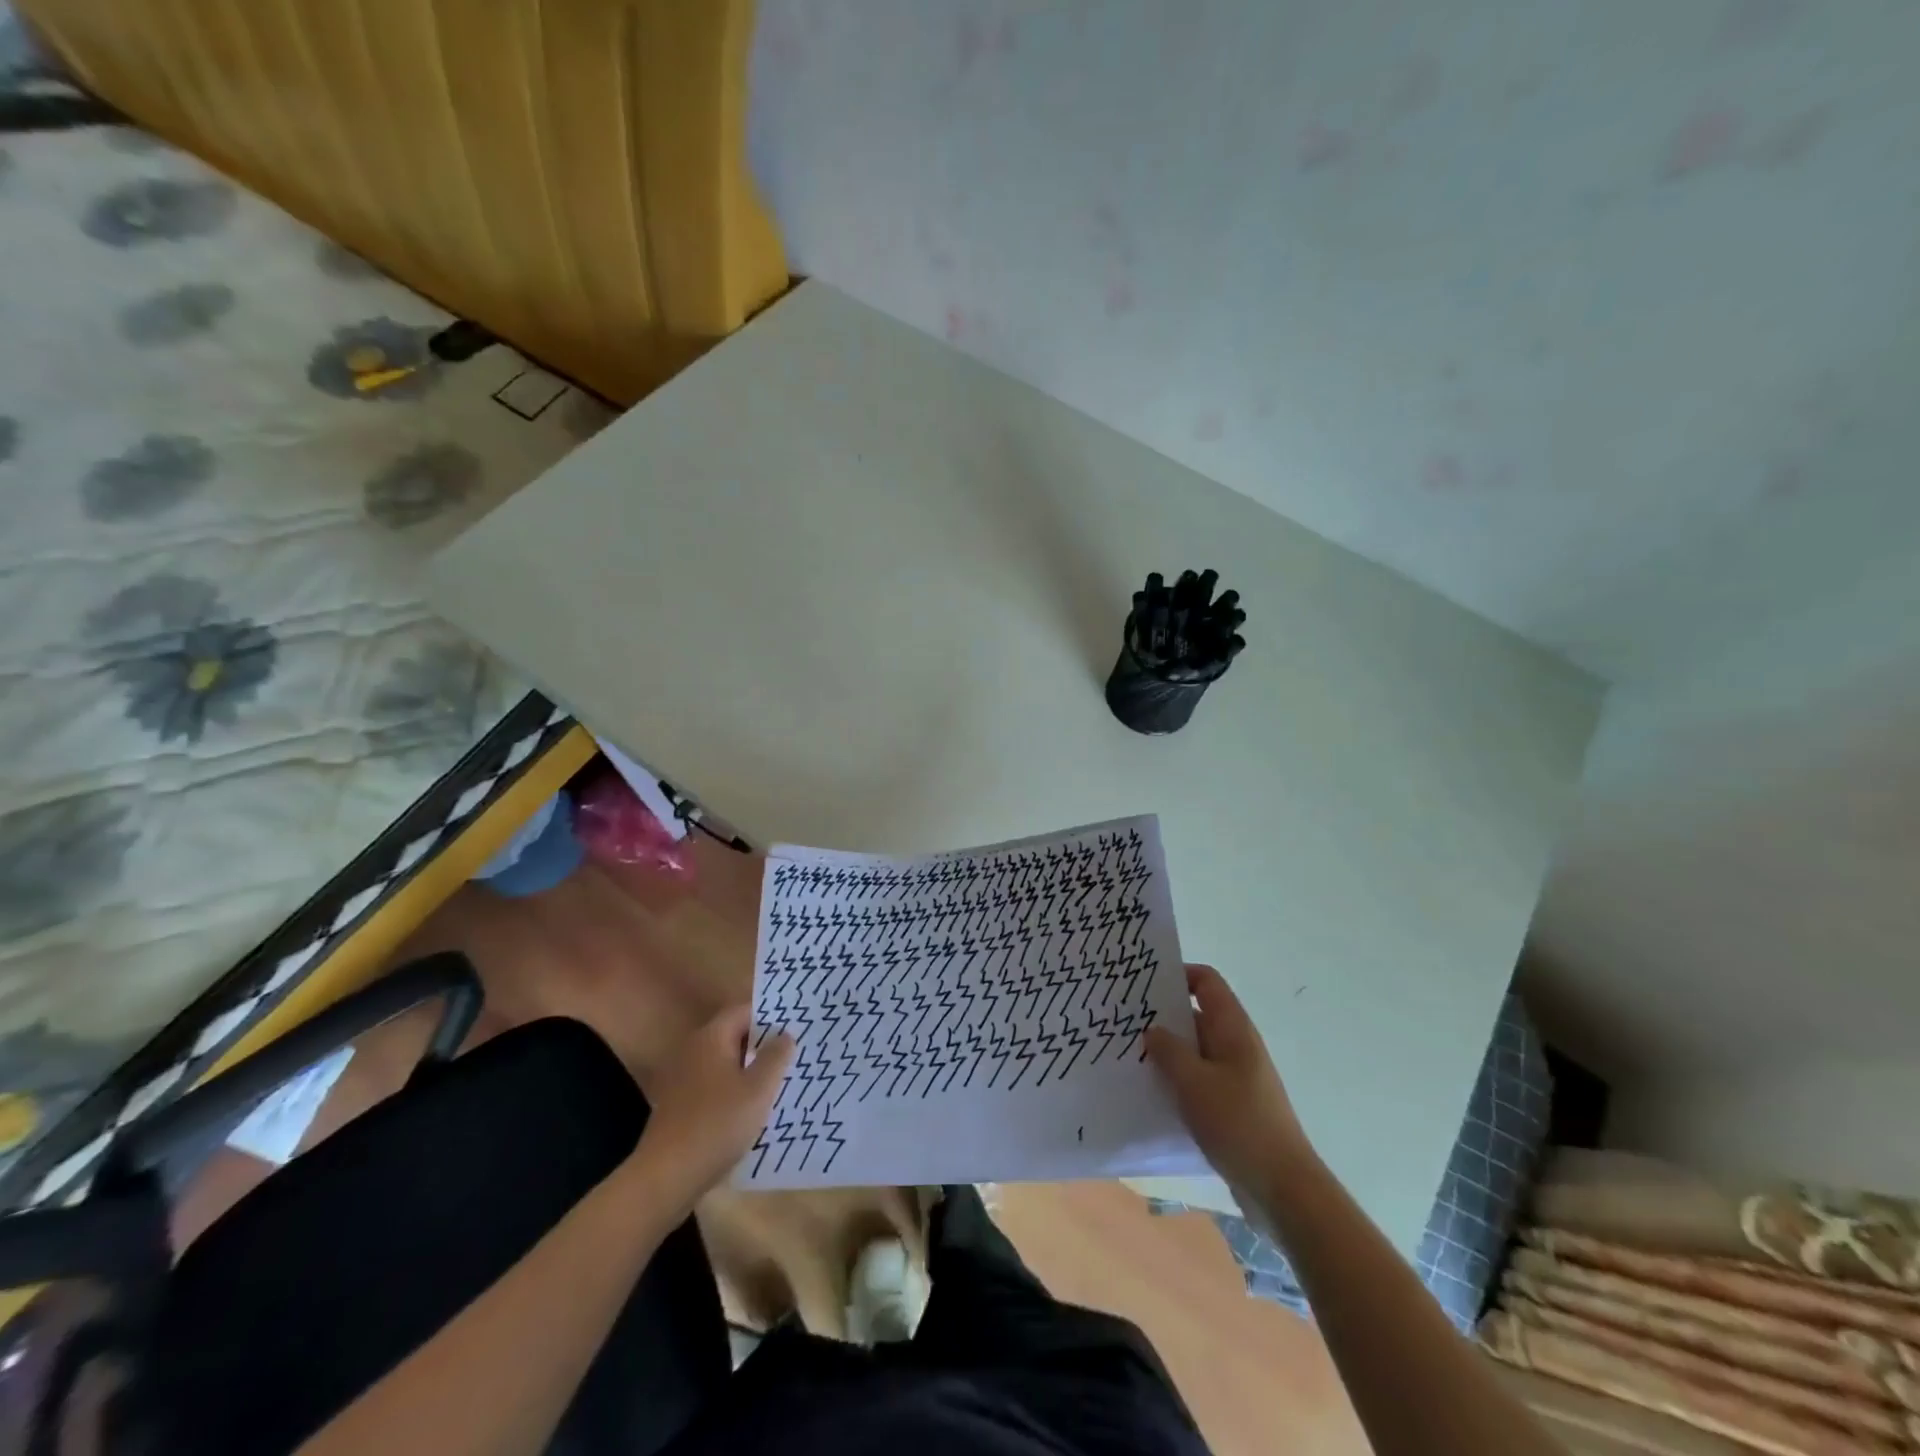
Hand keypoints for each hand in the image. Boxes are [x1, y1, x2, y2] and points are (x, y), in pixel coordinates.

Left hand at [632, 1005, 792, 1212]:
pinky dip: (733, 1089)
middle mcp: (693, 1050)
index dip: (770, 1016)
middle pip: (733, 1035)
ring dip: (749, 1068)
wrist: (666, 1177)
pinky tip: (751, 1108)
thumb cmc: (717, 1124)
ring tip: (778, 1080)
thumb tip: (785, 1034)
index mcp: (711, 1037)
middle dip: (762, 1043)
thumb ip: (775, 1056)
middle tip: (793, 1053)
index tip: (796, 1026)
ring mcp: (682, 1078)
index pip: (743, 1011)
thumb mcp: (758, 1089)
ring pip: (724, 1062)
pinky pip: (713, 1084)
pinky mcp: (679, 1104)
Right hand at [1145, 964, 1313, 1196]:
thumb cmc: (1239, 1124)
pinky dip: (1177, 1080)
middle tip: (1123, 1020)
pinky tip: (1150, 1093)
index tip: (1143, 984)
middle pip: (1197, 1014)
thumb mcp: (1194, 1083)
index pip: (1206, 981)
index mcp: (1233, 1028)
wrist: (1283, 1188)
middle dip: (1162, 1016)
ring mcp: (1236, 1076)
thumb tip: (1153, 1029)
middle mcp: (1236, 1045)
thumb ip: (1169, 1051)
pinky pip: (1199, 1079)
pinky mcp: (1232, 1105)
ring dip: (1167, 1051)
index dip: (1177, 974)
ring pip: (1195, 1050)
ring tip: (1129, 1055)